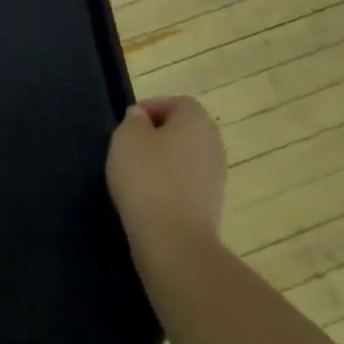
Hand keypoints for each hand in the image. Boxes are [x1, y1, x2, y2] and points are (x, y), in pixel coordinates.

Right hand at [107, 96, 226, 262]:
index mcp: (197, 121)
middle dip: (156, 135)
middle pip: (183, 130)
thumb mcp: (127, 137)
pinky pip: (187, 183)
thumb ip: (133, 120)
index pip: (177, 102)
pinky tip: (148, 198)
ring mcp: (216, 177)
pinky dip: (169, 185)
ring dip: (163, 161)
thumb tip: (142, 118)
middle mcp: (214, 144)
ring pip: (185, 157)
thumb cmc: (148, 178)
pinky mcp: (212, 205)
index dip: (151, 108)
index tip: (127, 124)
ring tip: (135, 175)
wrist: (174, 241)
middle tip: (129, 147)